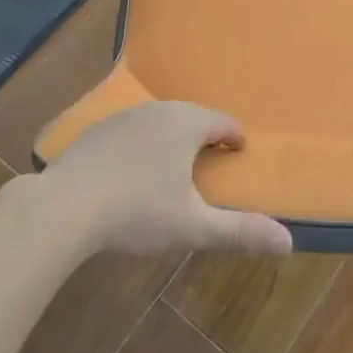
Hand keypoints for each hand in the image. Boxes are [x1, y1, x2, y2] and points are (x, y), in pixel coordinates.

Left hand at [42, 102, 292, 257]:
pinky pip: (133, 128)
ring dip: (174, 135)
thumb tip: (289, 242)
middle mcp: (160, 110)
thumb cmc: (137, 212)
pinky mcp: (98, 128)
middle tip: (211, 159)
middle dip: (206, 134)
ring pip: (162, 119)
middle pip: (193, 116)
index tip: (238, 152)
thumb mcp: (193, 227)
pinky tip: (133, 168)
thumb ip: (240, 232)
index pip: (224, 122)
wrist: (64, 206)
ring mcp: (126, 116)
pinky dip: (143, 141)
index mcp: (188, 125)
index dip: (235, 137)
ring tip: (175, 163)